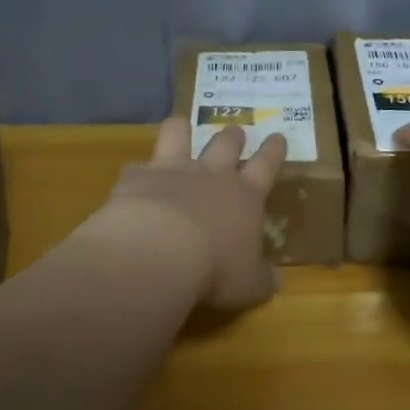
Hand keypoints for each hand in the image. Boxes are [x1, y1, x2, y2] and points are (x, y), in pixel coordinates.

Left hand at [87, 118, 287, 310]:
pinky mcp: (137, 178)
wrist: (159, 252)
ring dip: (181, 130)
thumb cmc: (216, 269)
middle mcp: (211, 176)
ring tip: (181, 125)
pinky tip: (133, 178)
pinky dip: (137, 172)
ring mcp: (172, 171)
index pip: (266, 166)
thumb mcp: (250, 284)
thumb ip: (263, 279)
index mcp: (245, 197)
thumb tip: (276, 280)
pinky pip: (136, 167)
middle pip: (225, 144)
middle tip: (236, 130)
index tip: (277, 136)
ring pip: (179, 136)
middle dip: (233, 136)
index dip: (273, 151)